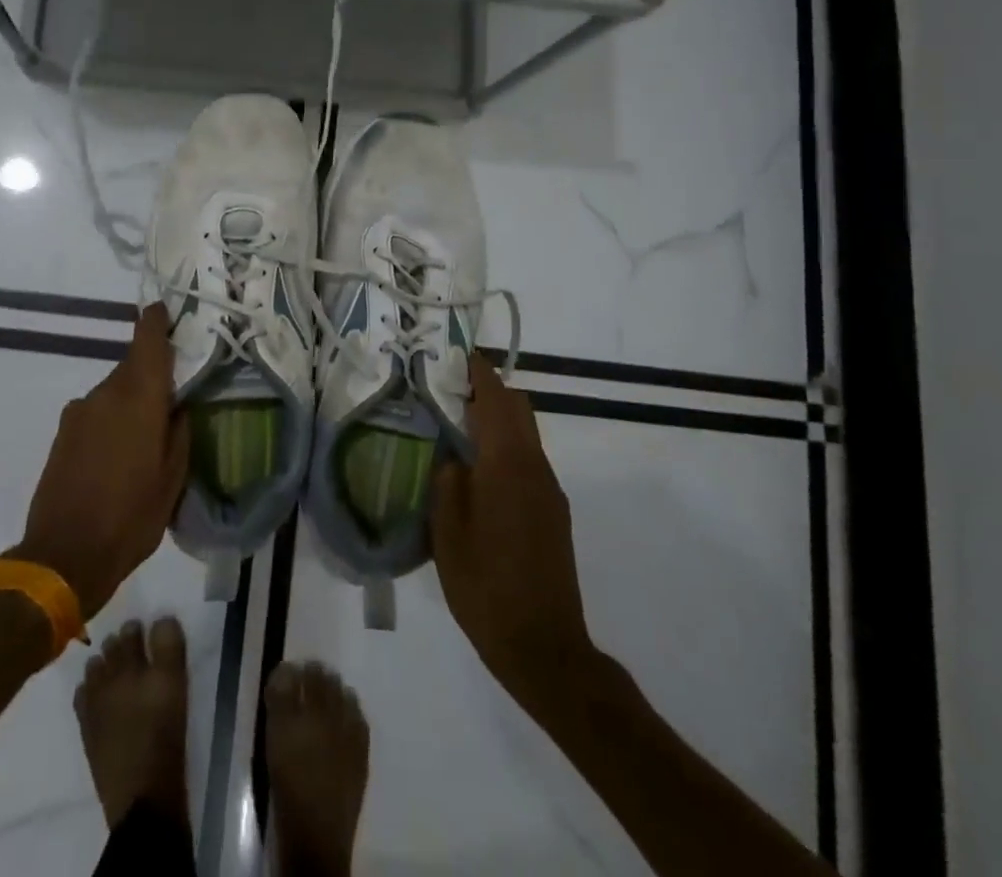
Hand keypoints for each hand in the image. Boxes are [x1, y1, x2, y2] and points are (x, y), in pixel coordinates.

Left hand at [12, 304, 189, 619]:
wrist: (62, 556)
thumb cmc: (131, 518)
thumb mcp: (173, 480)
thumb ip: (179, 433)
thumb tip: (179, 406)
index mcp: (140, 399)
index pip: (147, 341)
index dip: (156, 320)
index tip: (165, 310)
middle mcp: (106, 394)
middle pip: (132, 367)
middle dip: (152, 377)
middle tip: (171, 404)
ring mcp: (79, 412)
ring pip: (114, 392)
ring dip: (130, 404)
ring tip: (143, 442)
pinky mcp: (62, 432)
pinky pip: (95, 412)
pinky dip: (110, 421)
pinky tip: (116, 457)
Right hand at [431, 355, 595, 715]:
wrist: (544, 647)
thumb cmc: (485, 585)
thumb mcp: (447, 531)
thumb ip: (447, 480)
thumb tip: (453, 455)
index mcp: (508, 464)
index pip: (497, 399)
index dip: (479, 372)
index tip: (457, 354)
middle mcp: (536, 468)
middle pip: (519, 409)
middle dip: (489, 391)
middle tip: (449, 389)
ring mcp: (549, 491)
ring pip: (525, 435)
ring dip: (497, 420)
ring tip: (456, 427)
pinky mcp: (553, 513)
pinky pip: (528, 461)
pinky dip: (505, 447)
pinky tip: (478, 471)